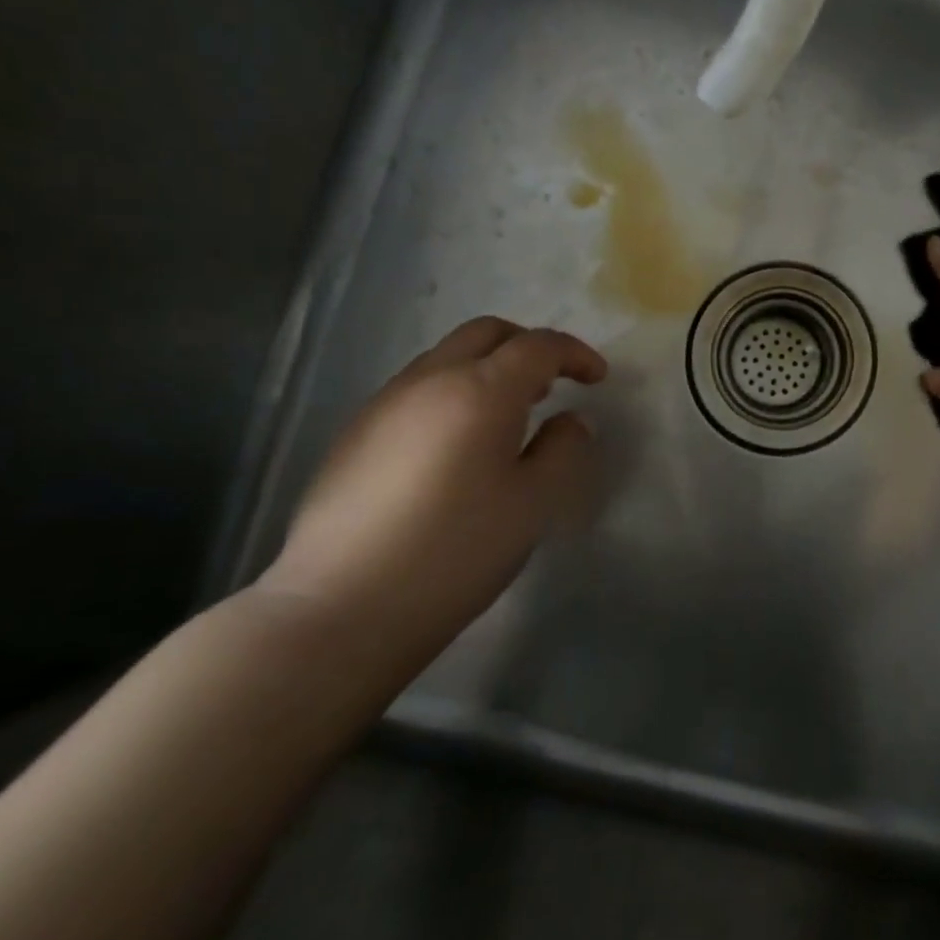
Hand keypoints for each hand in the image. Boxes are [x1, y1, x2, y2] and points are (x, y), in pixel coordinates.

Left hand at [265, 318, 607, 650]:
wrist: (342, 606)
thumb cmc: (456, 550)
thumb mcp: (534, 503)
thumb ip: (563, 450)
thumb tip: (570, 421)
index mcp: (481, 391)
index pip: (538, 346)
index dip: (574, 354)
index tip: (596, 378)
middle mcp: (430, 380)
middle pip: (486, 333)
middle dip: (527, 346)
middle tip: (553, 383)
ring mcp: (384, 403)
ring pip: (446, 357)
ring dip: (487, 369)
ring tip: (509, 416)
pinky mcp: (355, 433)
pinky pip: (417, 389)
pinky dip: (452, 394)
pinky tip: (457, 446)